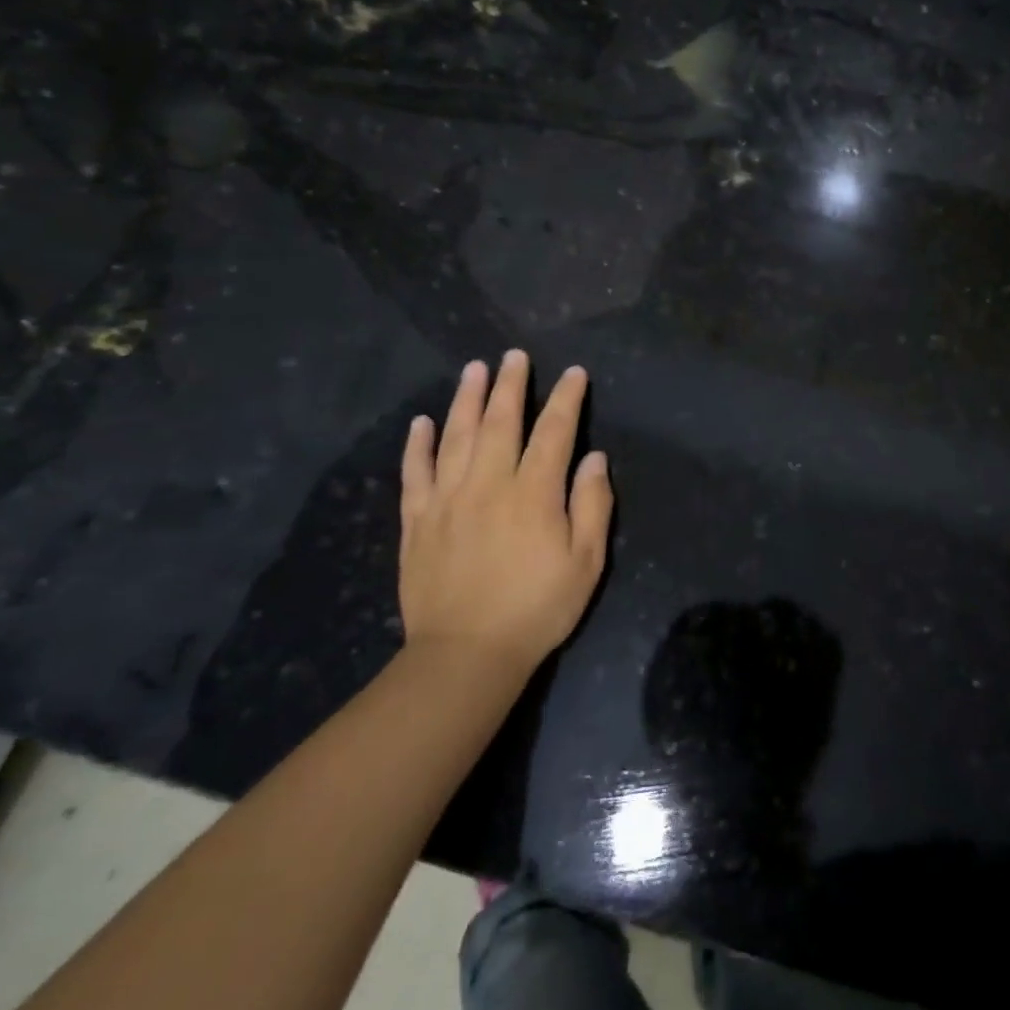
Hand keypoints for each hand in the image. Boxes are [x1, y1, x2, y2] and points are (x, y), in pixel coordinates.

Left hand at [399, 352, 612, 670]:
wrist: (466, 655)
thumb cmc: (537, 607)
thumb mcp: (586, 562)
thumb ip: (593, 505)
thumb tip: (594, 458)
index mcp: (534, 493)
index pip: (554, 432)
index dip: (566, 399)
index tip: (574, 373)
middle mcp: (489, 484)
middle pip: (500, 422)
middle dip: (510, 385)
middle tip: (514, 355)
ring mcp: (447, 500)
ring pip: (456, 436)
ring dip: (466, 399)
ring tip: (473, 369)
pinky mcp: (417, 521)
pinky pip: (415, 473)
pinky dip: (418, 444)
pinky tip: (422, 421)